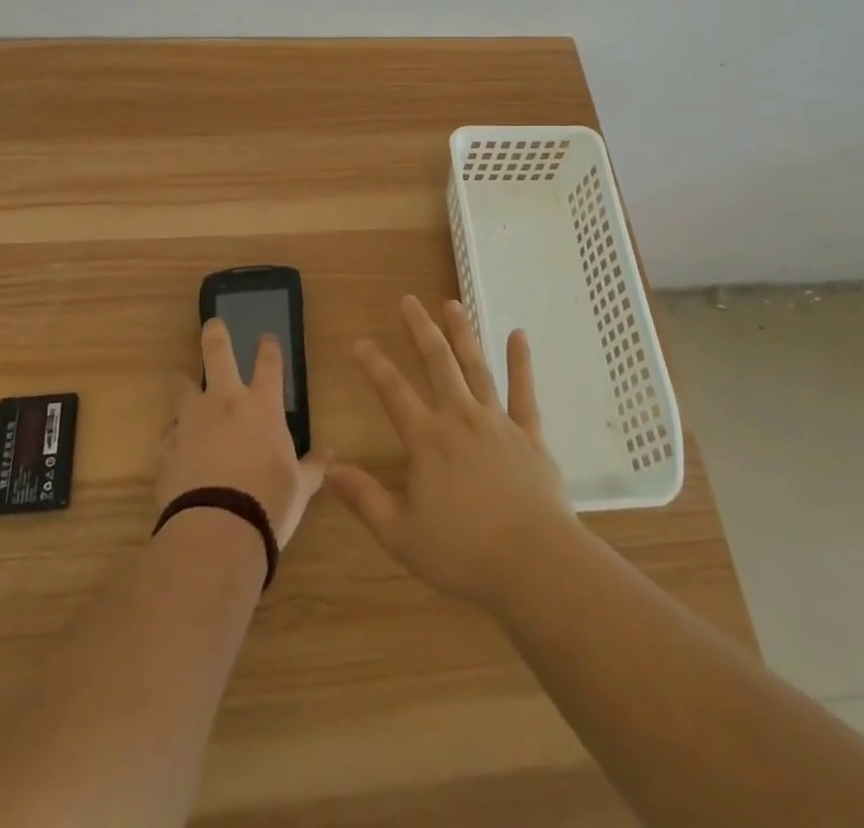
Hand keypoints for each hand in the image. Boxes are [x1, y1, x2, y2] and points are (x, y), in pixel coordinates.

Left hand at [157, 320, 326, 547]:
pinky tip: (177, 443)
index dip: (268, 348)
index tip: (266, 338)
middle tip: (212, 324)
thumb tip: (330, 455)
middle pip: (217, 354)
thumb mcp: (300, 487)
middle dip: (215, 335)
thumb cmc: (269, 503)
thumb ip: (313, 467)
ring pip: (183, 388)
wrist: (216, 531)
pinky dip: (175, 433)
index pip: (268, 364)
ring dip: (185, 383)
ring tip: (183, 381)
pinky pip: (170, 432)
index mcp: (263, 406)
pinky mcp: (168, 448)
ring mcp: (192, 423)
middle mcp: (225, 403)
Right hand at [329, 296, 573, 611]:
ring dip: (463, 334)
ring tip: (453, 304)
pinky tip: (518, 335)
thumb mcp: (401, 535)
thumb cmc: (463, 553)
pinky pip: (523, 391)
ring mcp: (497, 422)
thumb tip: (329, 470)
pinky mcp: (529, 434)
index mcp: (427, 441)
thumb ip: (364, 499)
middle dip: (420, 330)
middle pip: (437, 364)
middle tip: (409, 301)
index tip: (360, 341)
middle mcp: (460, 419)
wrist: (534, 563)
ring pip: (476, 367)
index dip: (374, 365)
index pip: (393, 392)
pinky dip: (520, 362)